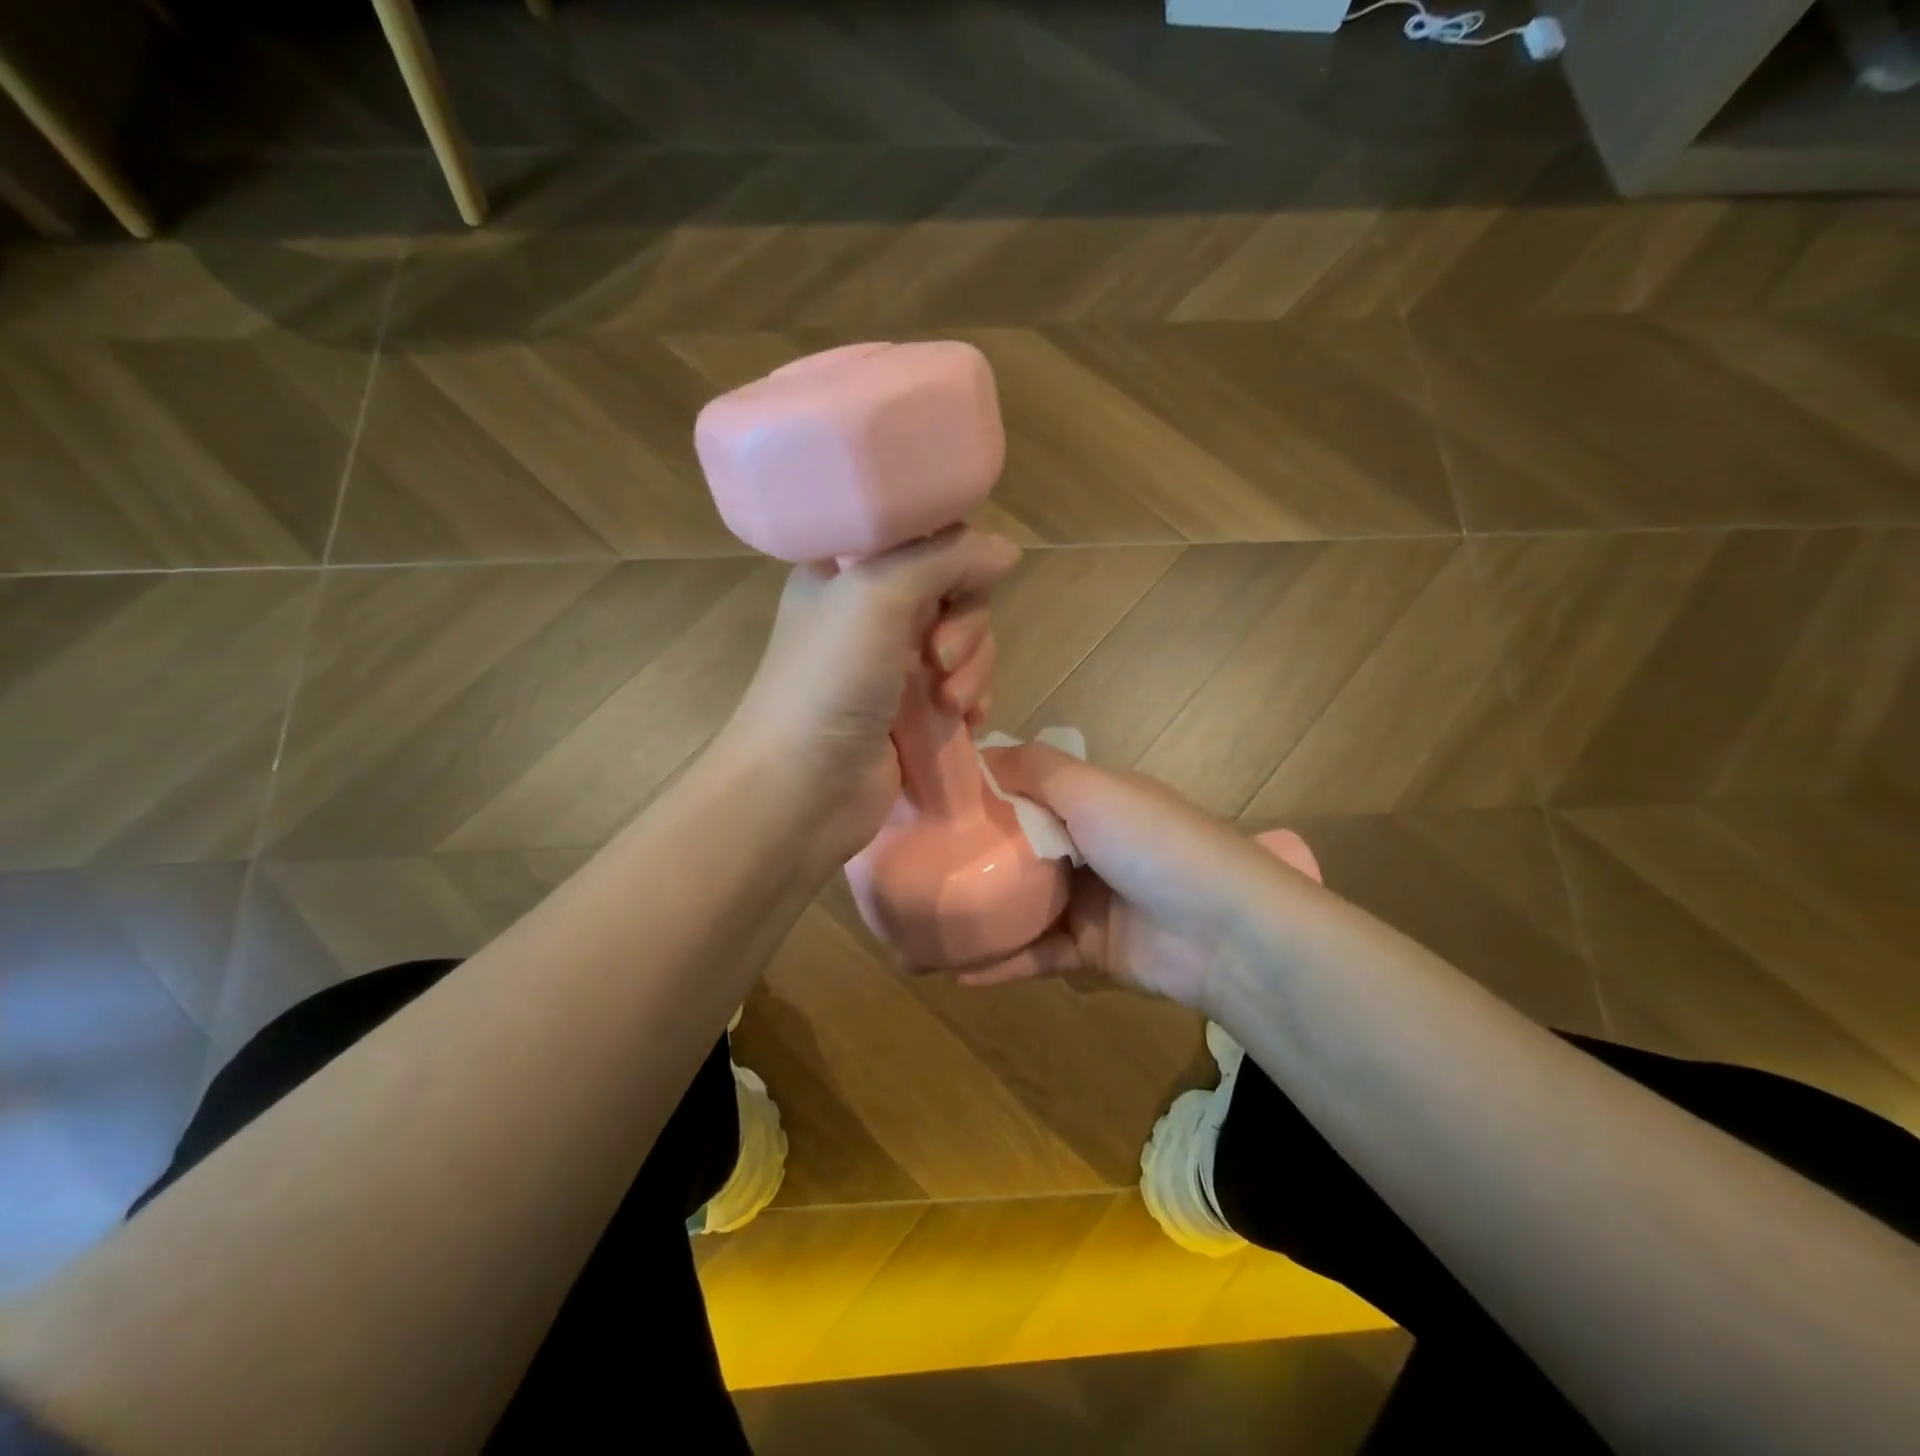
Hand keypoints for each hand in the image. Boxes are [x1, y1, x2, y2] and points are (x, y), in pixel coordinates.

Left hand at [719, 527, 1020, 867]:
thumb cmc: (830, 682)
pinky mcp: (912, 710)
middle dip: (965, 627)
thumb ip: (945, 558)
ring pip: (966, 642)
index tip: (962, 585)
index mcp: (849, 569)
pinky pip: (964, 686)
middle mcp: (872, 610)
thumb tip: (1007, 551)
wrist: (802, 790)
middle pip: (955, 592)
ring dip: (973, 670)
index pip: (923, 537)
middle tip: (939, 660)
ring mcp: (892, 663)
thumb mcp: (879, 596)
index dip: (955, 556)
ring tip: (949, 705)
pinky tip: (967, 720)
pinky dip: (973, 698)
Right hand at [959, 743, 1318, 1011]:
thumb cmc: (1153, 842)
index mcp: (1093, 801)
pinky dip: (1003, 962)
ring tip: (923, 927)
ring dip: (980, 916)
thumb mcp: (1093, 789)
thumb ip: (1037, 768)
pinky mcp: (1092, 951)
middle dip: (971, 858)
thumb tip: (981, 752)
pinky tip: (958, 973)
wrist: (1224, 930)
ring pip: (1022, 906)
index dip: (982, 794)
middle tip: (912, 868)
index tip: (927, 803)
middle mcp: (1089, 846)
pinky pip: (1038, 953)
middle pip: (1019, 849)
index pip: (1027, 790)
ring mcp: (1090, 901)